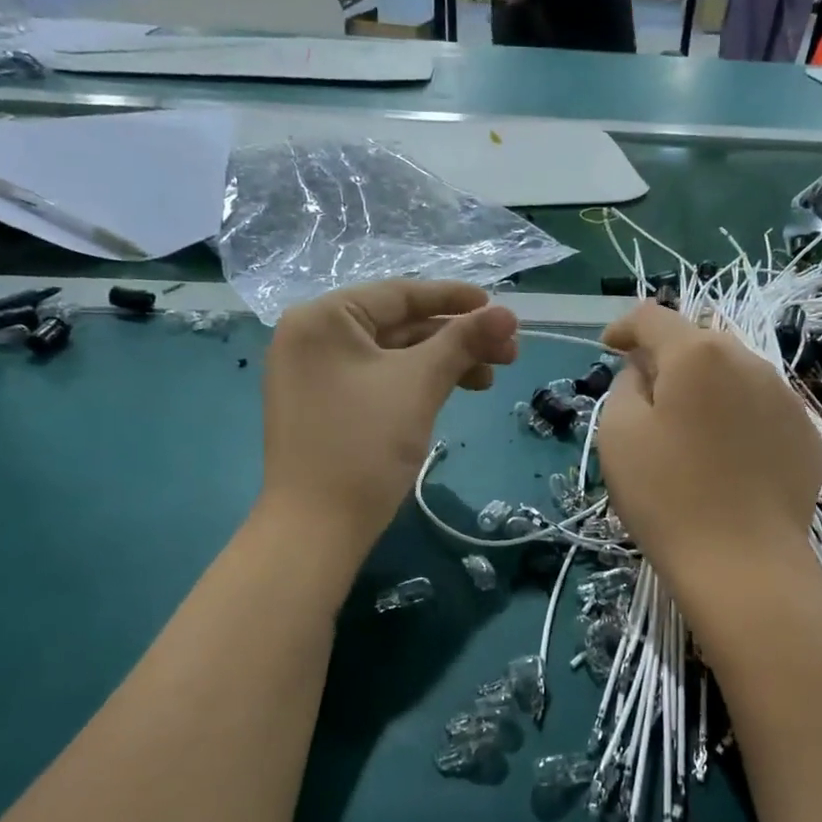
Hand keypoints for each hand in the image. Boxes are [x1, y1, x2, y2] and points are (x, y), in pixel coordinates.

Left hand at [261, 281, 518, 559]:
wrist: (318, 528)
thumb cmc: (365, 444)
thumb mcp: (419, 384)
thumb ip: (463, 341)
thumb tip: (509, 313)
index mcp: (323, 318)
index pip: (399, 294)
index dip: (455, 299)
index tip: (500, 309)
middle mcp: (313, 337)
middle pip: (399, 325)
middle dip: (456, 338)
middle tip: (508, 353)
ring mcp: (316, 374)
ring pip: (394, 356)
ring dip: (443, 363)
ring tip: (489, 380)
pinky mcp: (326, 406)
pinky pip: (380, 380)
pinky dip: (418, 383)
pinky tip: (455, 392)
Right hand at [597, 302, 821, 585]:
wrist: (744, 563)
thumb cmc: (667, 495)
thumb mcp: (619, 434)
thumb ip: (626, 385)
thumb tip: (645, 371)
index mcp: (697, 355)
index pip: (654, 317)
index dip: (625, 327)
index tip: (609, 348)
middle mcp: (748, 361)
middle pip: (698, 342)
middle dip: (668, 358)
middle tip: (646, 396)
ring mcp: (785, 396)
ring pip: (734, 373)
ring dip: (705, 386)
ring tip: (689, 429)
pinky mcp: (806, 433)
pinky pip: (760, 406)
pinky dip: (736, 415)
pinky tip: (726, 456)